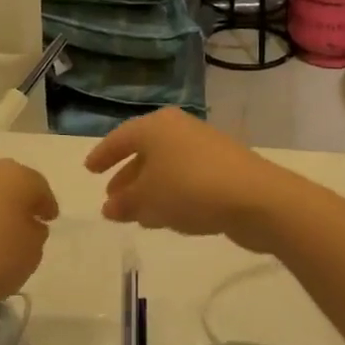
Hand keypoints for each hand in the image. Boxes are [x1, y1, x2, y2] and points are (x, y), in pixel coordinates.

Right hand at [84, 109, 294, 250]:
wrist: (255, 198)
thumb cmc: (190, 189)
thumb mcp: (148, 199)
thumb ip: (125, 202)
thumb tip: (109, 206)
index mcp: (156, 127)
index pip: (121, 138)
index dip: (103, 155)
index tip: (88, 170)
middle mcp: (179, 130)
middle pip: (145, 152)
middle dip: (127, 177)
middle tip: (111, 198)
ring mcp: (203, 148)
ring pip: (166, 168)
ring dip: (148, 190)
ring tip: (135, 215)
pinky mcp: (223, 169)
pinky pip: (185, 180)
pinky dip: (170, 195)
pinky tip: (166, 218)